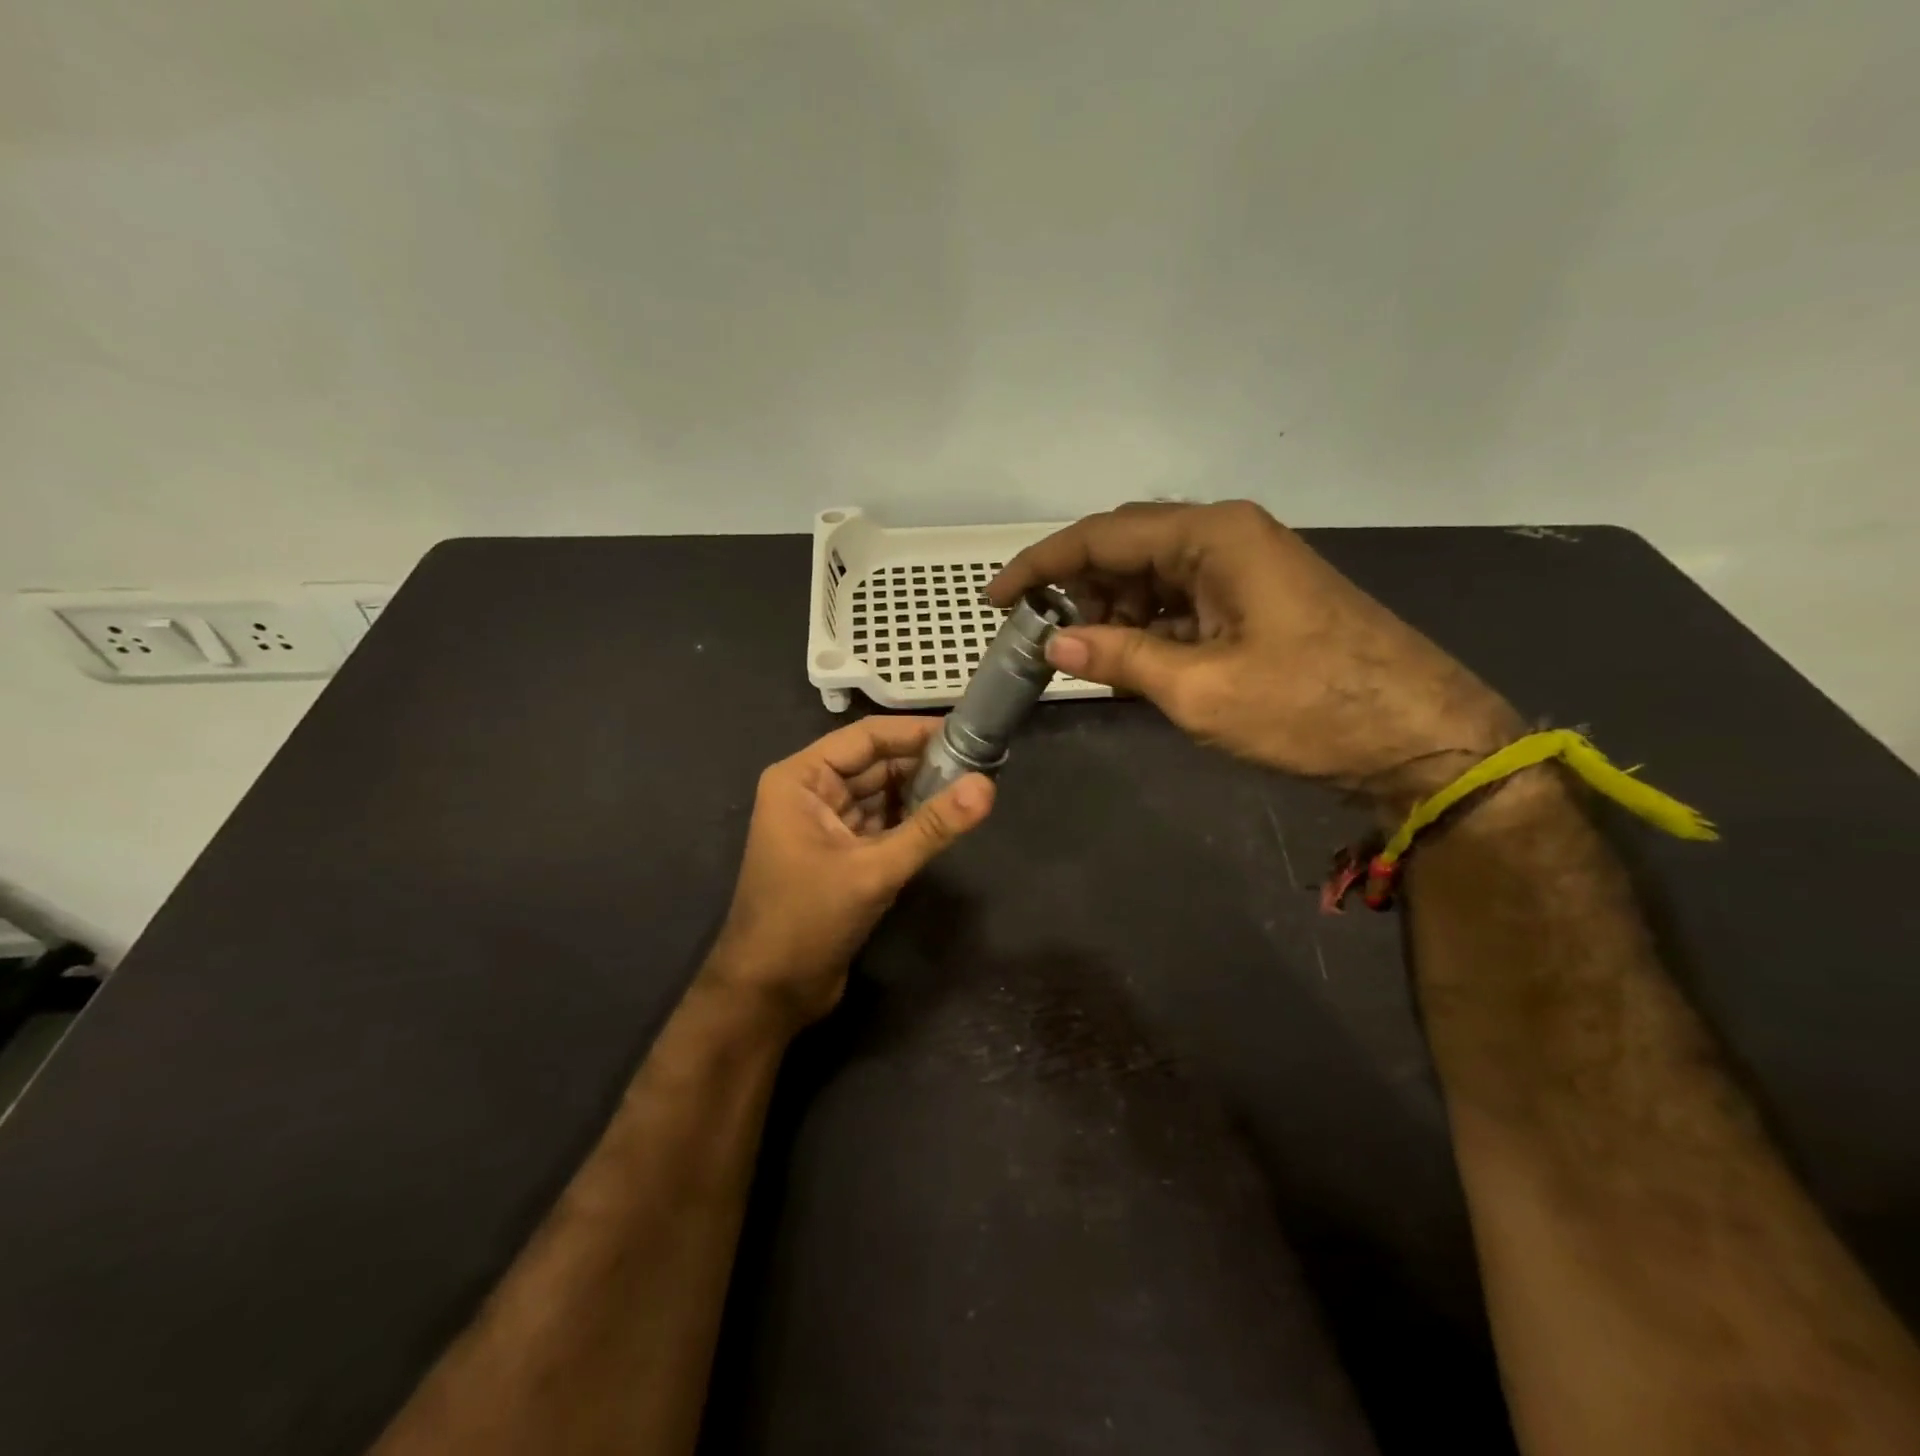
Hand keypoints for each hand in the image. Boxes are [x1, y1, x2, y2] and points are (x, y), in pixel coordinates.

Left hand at [704, 717, 993, 1028]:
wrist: (769, 993)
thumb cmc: (806, 921)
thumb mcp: (873, 870)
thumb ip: (931, 827)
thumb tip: (987, 786)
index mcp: (801, 779)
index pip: (866, 738)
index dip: (915, 732)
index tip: (966, 730)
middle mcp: (811, 793)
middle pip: (875, 764)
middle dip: (923, 764)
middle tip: (981, 761)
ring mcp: (825, 825)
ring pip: (881, 795)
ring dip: (920, 793)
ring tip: (974, 786)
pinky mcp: (841, 854)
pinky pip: (881, 824)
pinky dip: (911, 822)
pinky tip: (947, 820)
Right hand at [989, 501, 1520, 807]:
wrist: (1418, 736)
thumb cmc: (1308, 708)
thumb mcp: (1198, 689)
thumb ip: (1119, 658)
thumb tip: (1054, 644)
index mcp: (1212, 537)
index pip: (1103, 536)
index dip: (1041, 566)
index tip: (997, 599)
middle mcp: (1227, 536)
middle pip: (1127, 548)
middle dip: (1077, 590)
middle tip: (1039, 636)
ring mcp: (1246, 567)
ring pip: (1153, 576)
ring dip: (1112, 612)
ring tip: (1083, 658)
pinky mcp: (1257, 600)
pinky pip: (1183, 601)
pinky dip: (1148, 627)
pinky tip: (1130, 661)